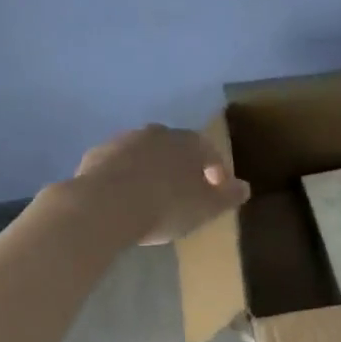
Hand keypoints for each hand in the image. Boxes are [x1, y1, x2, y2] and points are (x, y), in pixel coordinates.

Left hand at [73, 125, 250, 245]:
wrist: (103, 206)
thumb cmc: (164, 206)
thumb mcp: (205, 208)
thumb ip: (227, 197)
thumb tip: (245, 187)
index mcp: (187, 142)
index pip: (209, 150)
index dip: (216, 170)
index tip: (217, 191)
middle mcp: (156, 133)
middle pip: (175, 148)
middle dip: (181, 167)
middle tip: (183, 194)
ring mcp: (122, 141)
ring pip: (144, 154)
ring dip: (151, 170)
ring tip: (151, 198)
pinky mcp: (95, 156)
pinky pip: (118, 166)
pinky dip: (124, 178)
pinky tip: (123, 199)